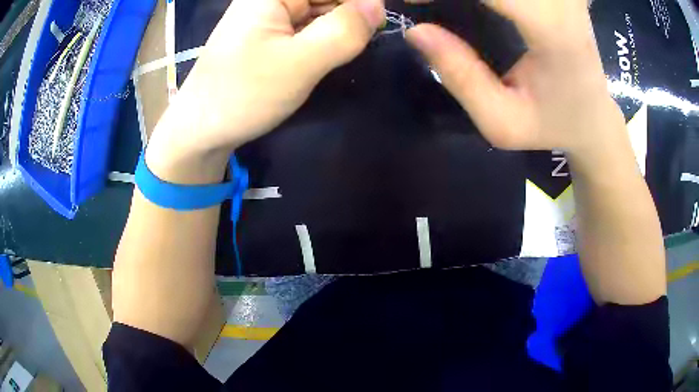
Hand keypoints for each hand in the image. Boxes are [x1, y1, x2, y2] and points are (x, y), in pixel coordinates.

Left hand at [146, 0, 384, 182]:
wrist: (200, 130)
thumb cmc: (243, 95)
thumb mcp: (300, 62)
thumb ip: (343, 29)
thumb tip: (378, 5)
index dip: (359, 4)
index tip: (379, 22)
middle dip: (352, 12)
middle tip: (367, 38)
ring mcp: (269, 13)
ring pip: (320, 8)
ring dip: (341, 24)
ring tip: (352, 45)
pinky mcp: (269, 32)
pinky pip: (309, 23)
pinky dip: (326, 34)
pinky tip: (331, 50)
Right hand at [405, 0, 628, 159]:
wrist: (593, 115)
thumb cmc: (551, 124)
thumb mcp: (502, 122)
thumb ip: (461, 78)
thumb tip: (417, 31)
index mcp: (553, 30)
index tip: (411, 0)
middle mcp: (562, 0)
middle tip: (425, 4)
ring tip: (448, 8)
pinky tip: (490, 9)